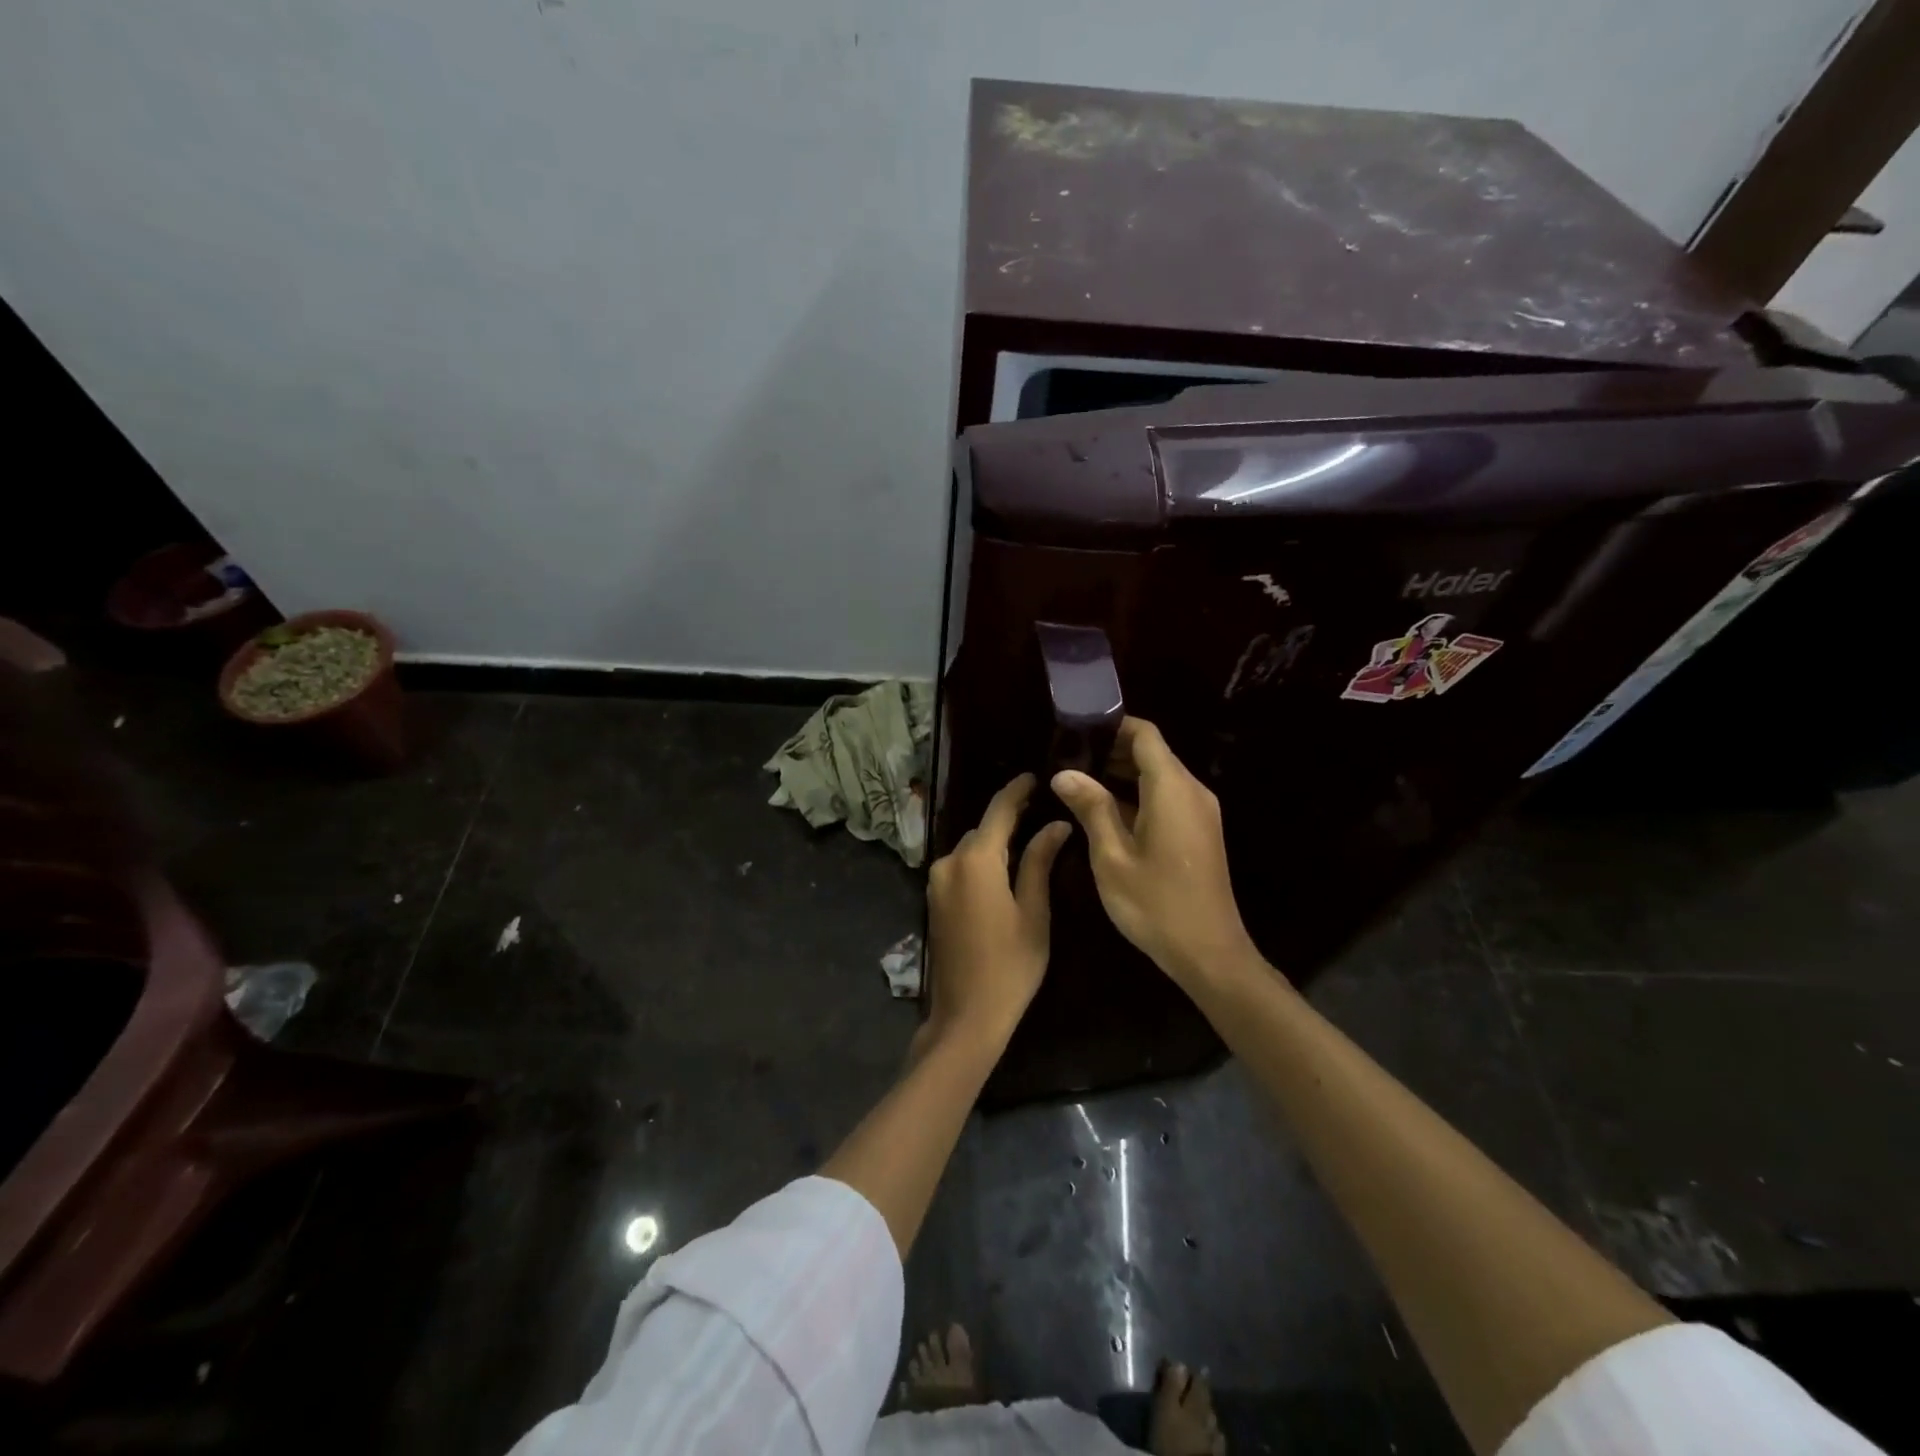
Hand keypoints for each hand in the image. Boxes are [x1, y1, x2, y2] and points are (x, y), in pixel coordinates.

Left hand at [926, 774, 1071, 1047]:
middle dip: (1008, 819)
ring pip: (970, 849)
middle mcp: (949, 863)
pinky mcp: (933, 899)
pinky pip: (960, 867)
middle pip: (982, 830)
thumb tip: (1055, 825)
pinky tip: (1004, 869)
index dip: (1016, 791)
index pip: (998, 812)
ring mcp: (936, 882)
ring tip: (1028, 839)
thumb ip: (1039, 862)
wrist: (966, 1015)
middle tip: (1041, 812)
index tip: (1035, 776)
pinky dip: (981, 861)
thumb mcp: (1034, 912)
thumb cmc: (1010, 966)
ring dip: (994, 843)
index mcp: (975, 861)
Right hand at [1051, 717, 1259, 987]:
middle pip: (1152, 753)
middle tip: (1067, 760)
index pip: (1145, 735)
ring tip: (1078, 783)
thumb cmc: (1155, 904)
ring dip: (1122, 775)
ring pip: (1159, 776)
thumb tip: (1064, 773)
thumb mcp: (1111, 856)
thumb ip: (1091, 808)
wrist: (1209, 954)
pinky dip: (1138, 796)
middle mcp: (1192, 791)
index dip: (1112, 726)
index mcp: (1172, 789)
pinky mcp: (1200, 832)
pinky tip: (1105, 812)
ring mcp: (1200, 813)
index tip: (1076, 731)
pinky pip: (1167, 798)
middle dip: (1111, 751)